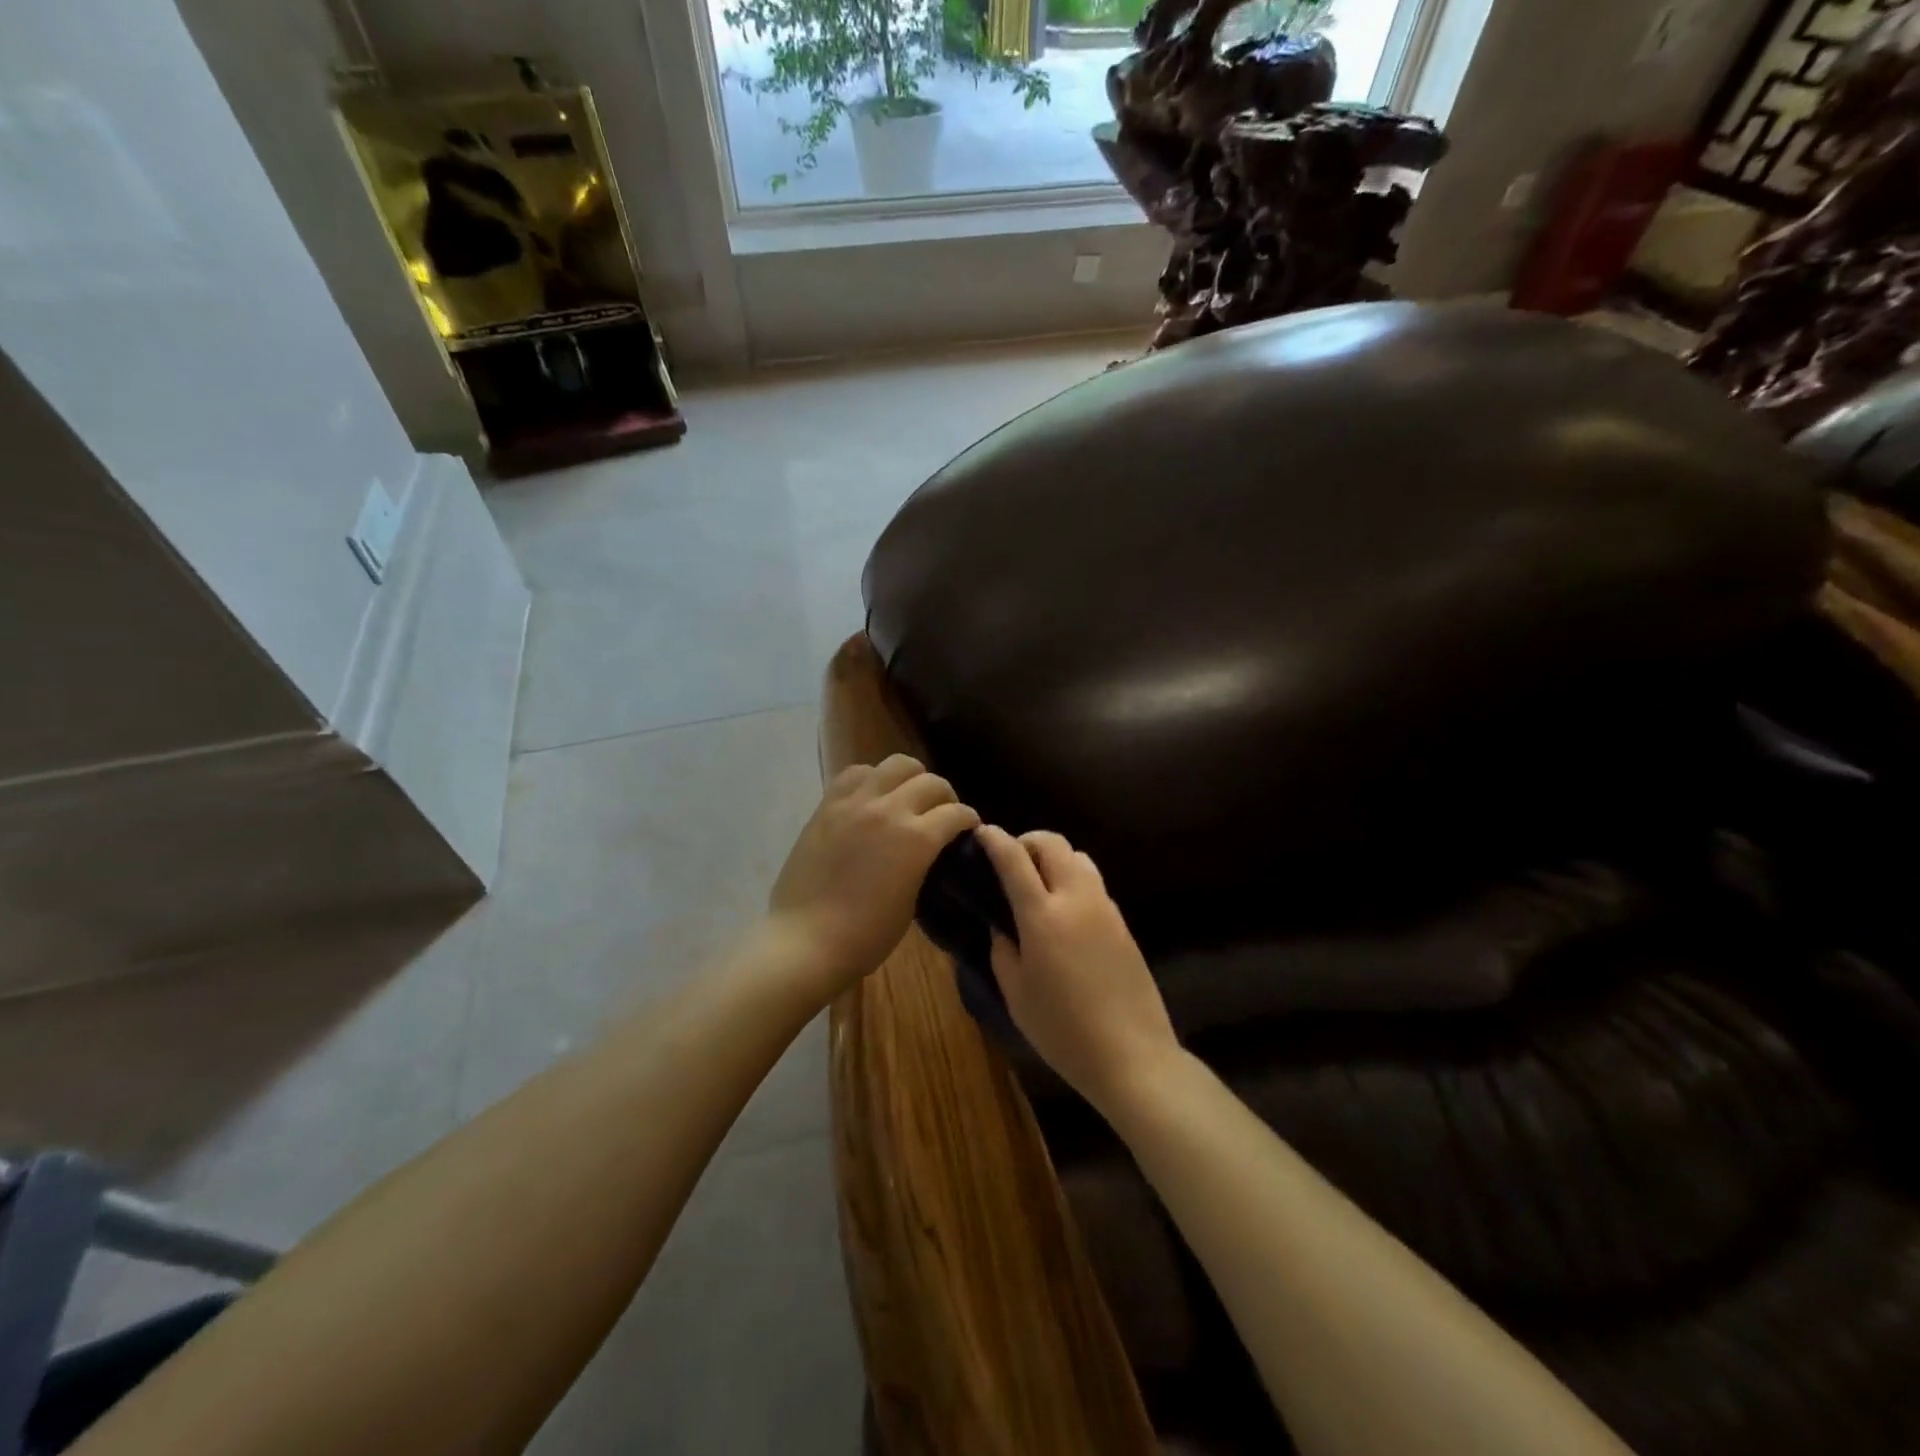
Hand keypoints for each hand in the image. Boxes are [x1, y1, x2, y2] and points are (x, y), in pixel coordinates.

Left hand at [766, 754, 978, 993]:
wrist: (805, 940)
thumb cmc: (866, 935)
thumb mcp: (912, 902)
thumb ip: (924, 864)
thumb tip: (929, 849)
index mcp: (917, 839)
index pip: (956, 813)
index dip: (968, 820)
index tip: (968, 828)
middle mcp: (889, 809)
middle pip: (931, 781)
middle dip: (945, 797)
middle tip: (941, 814)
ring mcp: (855, 802)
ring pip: (896, 764)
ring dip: (911, 778)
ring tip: (907, 797)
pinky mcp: (828, 804)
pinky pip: (856, 773)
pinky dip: (873, 778)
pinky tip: (873, 796)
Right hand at [977, 826, 1179, 1113]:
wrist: (1132, 1055)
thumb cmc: (1063, 1030)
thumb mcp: (1016, 994)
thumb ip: (1002, 951)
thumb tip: (1001, 926)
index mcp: (1042, 915)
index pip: (1015, 859)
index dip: (995, 840)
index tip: (982, 832)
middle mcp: (1076, 899)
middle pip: (1053, 844)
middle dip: (1028, 842)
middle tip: (1011, 861)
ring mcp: (1105, 908)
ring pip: (1078, 858)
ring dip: (1054, 858)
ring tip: (1038, 884)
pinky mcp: (1122, 923)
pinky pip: (1094, 883)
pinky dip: (1073, 879)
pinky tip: (1064, 911)